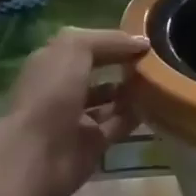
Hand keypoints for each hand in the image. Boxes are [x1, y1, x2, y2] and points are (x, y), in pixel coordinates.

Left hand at [0, 28, 148, 195]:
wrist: (37, 155)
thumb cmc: (51, 93)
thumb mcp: (75, 48)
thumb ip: (109, 40)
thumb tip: (141, 43)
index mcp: (52, 63)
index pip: (87, 45)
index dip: (114, 41)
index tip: (145, 40)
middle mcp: (62, 89)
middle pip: (99, 72)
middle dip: (124, 64)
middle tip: (155, 58)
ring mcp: (77, 118)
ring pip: (111, 100)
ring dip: (132, 90)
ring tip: (158, 79)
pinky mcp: (92, 143)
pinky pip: (119, 124)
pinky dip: (136, 115)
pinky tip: (156, 103)